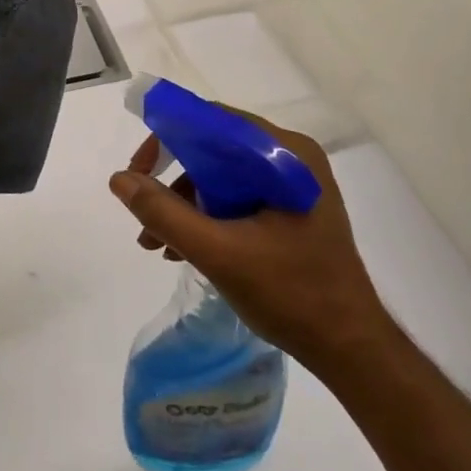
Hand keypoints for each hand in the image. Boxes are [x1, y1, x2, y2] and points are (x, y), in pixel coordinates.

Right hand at [108, 113, 392, 363]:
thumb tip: (119, 180)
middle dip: (172, 183)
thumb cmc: (290, 294)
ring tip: (157, 246)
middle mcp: (291, 158)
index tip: (136, 173)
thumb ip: (164, 213)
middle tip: (142, 217)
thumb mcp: (218, 253)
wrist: (351, 348)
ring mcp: (294, 184)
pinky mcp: (291, 209)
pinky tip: (184, 251)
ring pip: (222, 176)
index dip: (166, 140)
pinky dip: (207, 217)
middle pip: (214, 149)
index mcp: (284, 154)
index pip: (211, 121)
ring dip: (185, 205)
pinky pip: (237, 196)